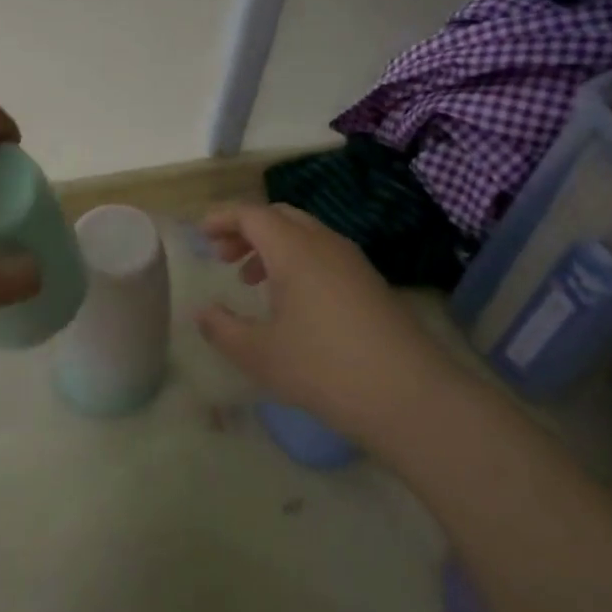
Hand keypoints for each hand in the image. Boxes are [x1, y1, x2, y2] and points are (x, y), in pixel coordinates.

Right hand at [195, 202, 433, 441]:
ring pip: (304, 234)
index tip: (202, 235)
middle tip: (223, 256)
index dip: (222, 219)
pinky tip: (292, 301)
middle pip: (279, 216)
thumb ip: (222, 329)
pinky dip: (297, 261)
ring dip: (272, 246)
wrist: (410, 396)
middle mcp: (324, 243)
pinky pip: (324, 253)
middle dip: (246, 229)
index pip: (251, 214)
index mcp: (293, 249)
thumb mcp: (259, 354)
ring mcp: (352, 261)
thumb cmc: (323, 368)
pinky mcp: (370, 283)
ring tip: (251, 280)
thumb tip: (202, 312)